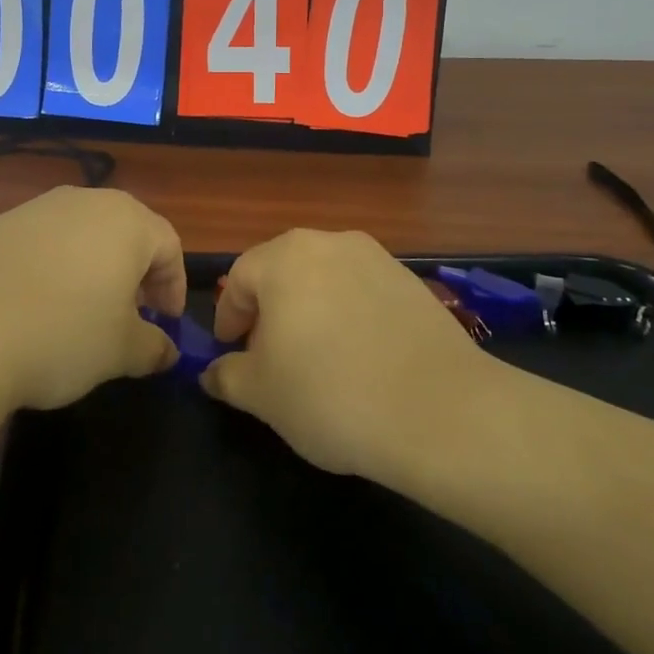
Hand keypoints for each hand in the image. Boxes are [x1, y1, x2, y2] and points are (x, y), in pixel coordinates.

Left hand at [0, 186, 184, 410]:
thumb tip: (166, 350)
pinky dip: (50, 268)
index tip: (166, 324)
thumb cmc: (60, 336)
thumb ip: (154, 347)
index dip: (174, 286)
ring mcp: (33, 209)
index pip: (169, 246)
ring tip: (81, 312)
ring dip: (92, 268)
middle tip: (130, 315)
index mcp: (125, 221)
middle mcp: (82, 201)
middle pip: (125, 232)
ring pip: (80, 234)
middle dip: (135, 273)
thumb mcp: (121, 352)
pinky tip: (33, 307)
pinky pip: (39, 243)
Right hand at [202, 229, 489, 478]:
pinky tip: (360, 359)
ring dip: (311, 312)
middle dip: (269, 312)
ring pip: (326, 281)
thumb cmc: (329, 394)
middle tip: (269, 356)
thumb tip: (213, 373)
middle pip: (283, 273)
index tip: (231, 352)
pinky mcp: (413, 282)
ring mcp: (377, 258)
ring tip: (317, 360)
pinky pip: (363, 294)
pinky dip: (350, 317)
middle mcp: (330, 242)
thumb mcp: (260, 394)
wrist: (440, 411)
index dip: (228, 317)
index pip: (238, 279)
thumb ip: (226, 376)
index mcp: (285, 258)